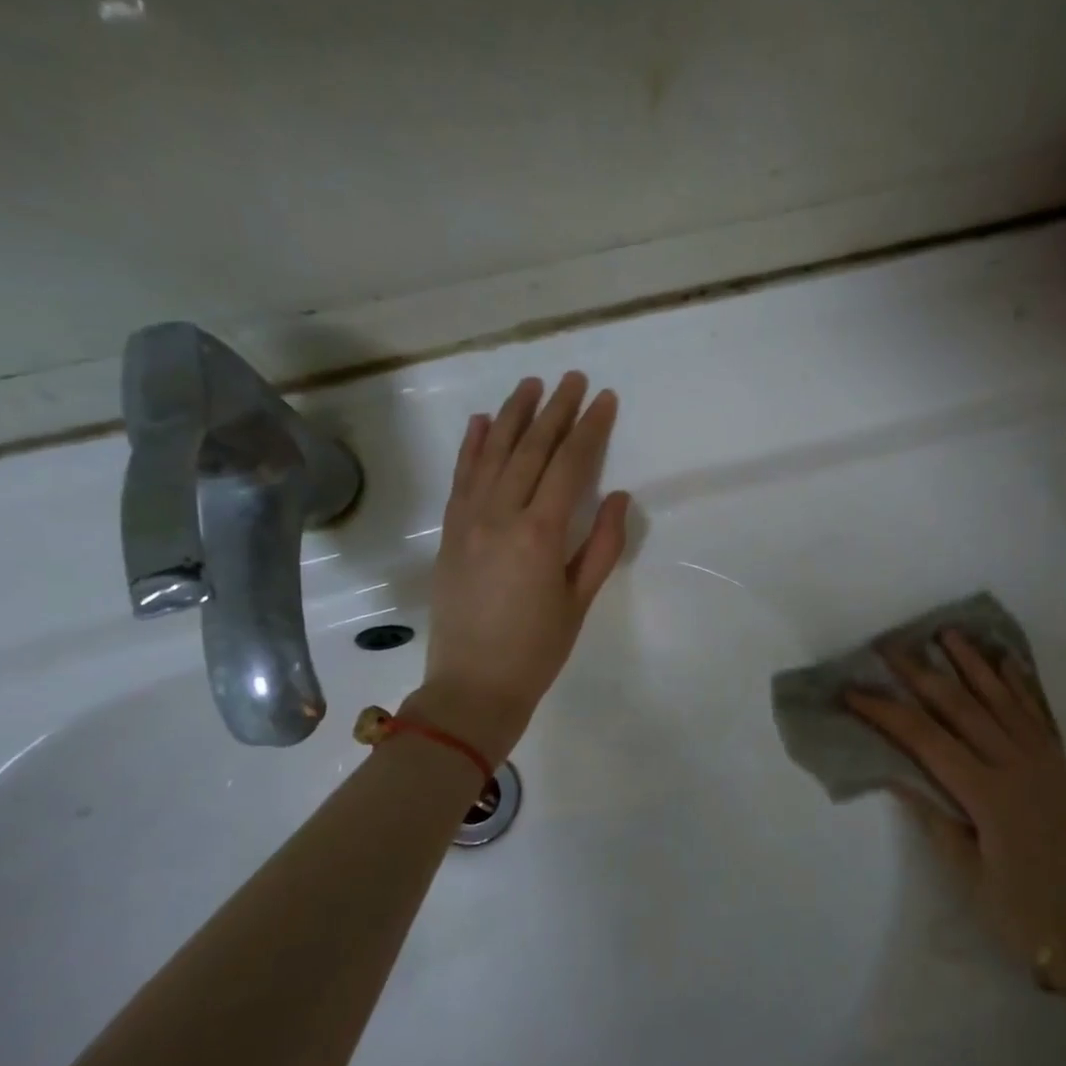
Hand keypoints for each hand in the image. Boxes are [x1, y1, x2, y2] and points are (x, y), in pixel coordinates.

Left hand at [405, 373, 628, 763]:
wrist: (472, 687)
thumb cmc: (537, 649)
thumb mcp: (580, 601)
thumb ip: (601, 545)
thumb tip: (616, 496)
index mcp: (540, 533)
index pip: (568, 465)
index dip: (589, 429)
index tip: (604, 399)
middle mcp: (500, 515)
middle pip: (531, 450)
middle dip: (555, 411)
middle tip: (573, 379)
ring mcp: (468, 521)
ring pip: (493, 454)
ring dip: (514, 416)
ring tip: (531, 385)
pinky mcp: (449, 532)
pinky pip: (461, 478)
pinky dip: (473, 446)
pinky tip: (483, 422)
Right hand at [845, 631, 1065, 989]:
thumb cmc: (1025, 915)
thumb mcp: (969, 877)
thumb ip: (935, 820)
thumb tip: (898, 775)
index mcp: (987, 794)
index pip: (924, 739)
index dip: (885, 712)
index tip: (853, 692)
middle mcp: (1015, 765)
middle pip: (960, 706)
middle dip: (921, 673)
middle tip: (891, 645)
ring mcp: (1044, 761)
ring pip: (1000, 698)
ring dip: (971, 663)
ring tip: (946, 633)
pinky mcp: (1062, 766)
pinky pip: (1037, 714)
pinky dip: (1019, 684)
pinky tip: (1005, 662)